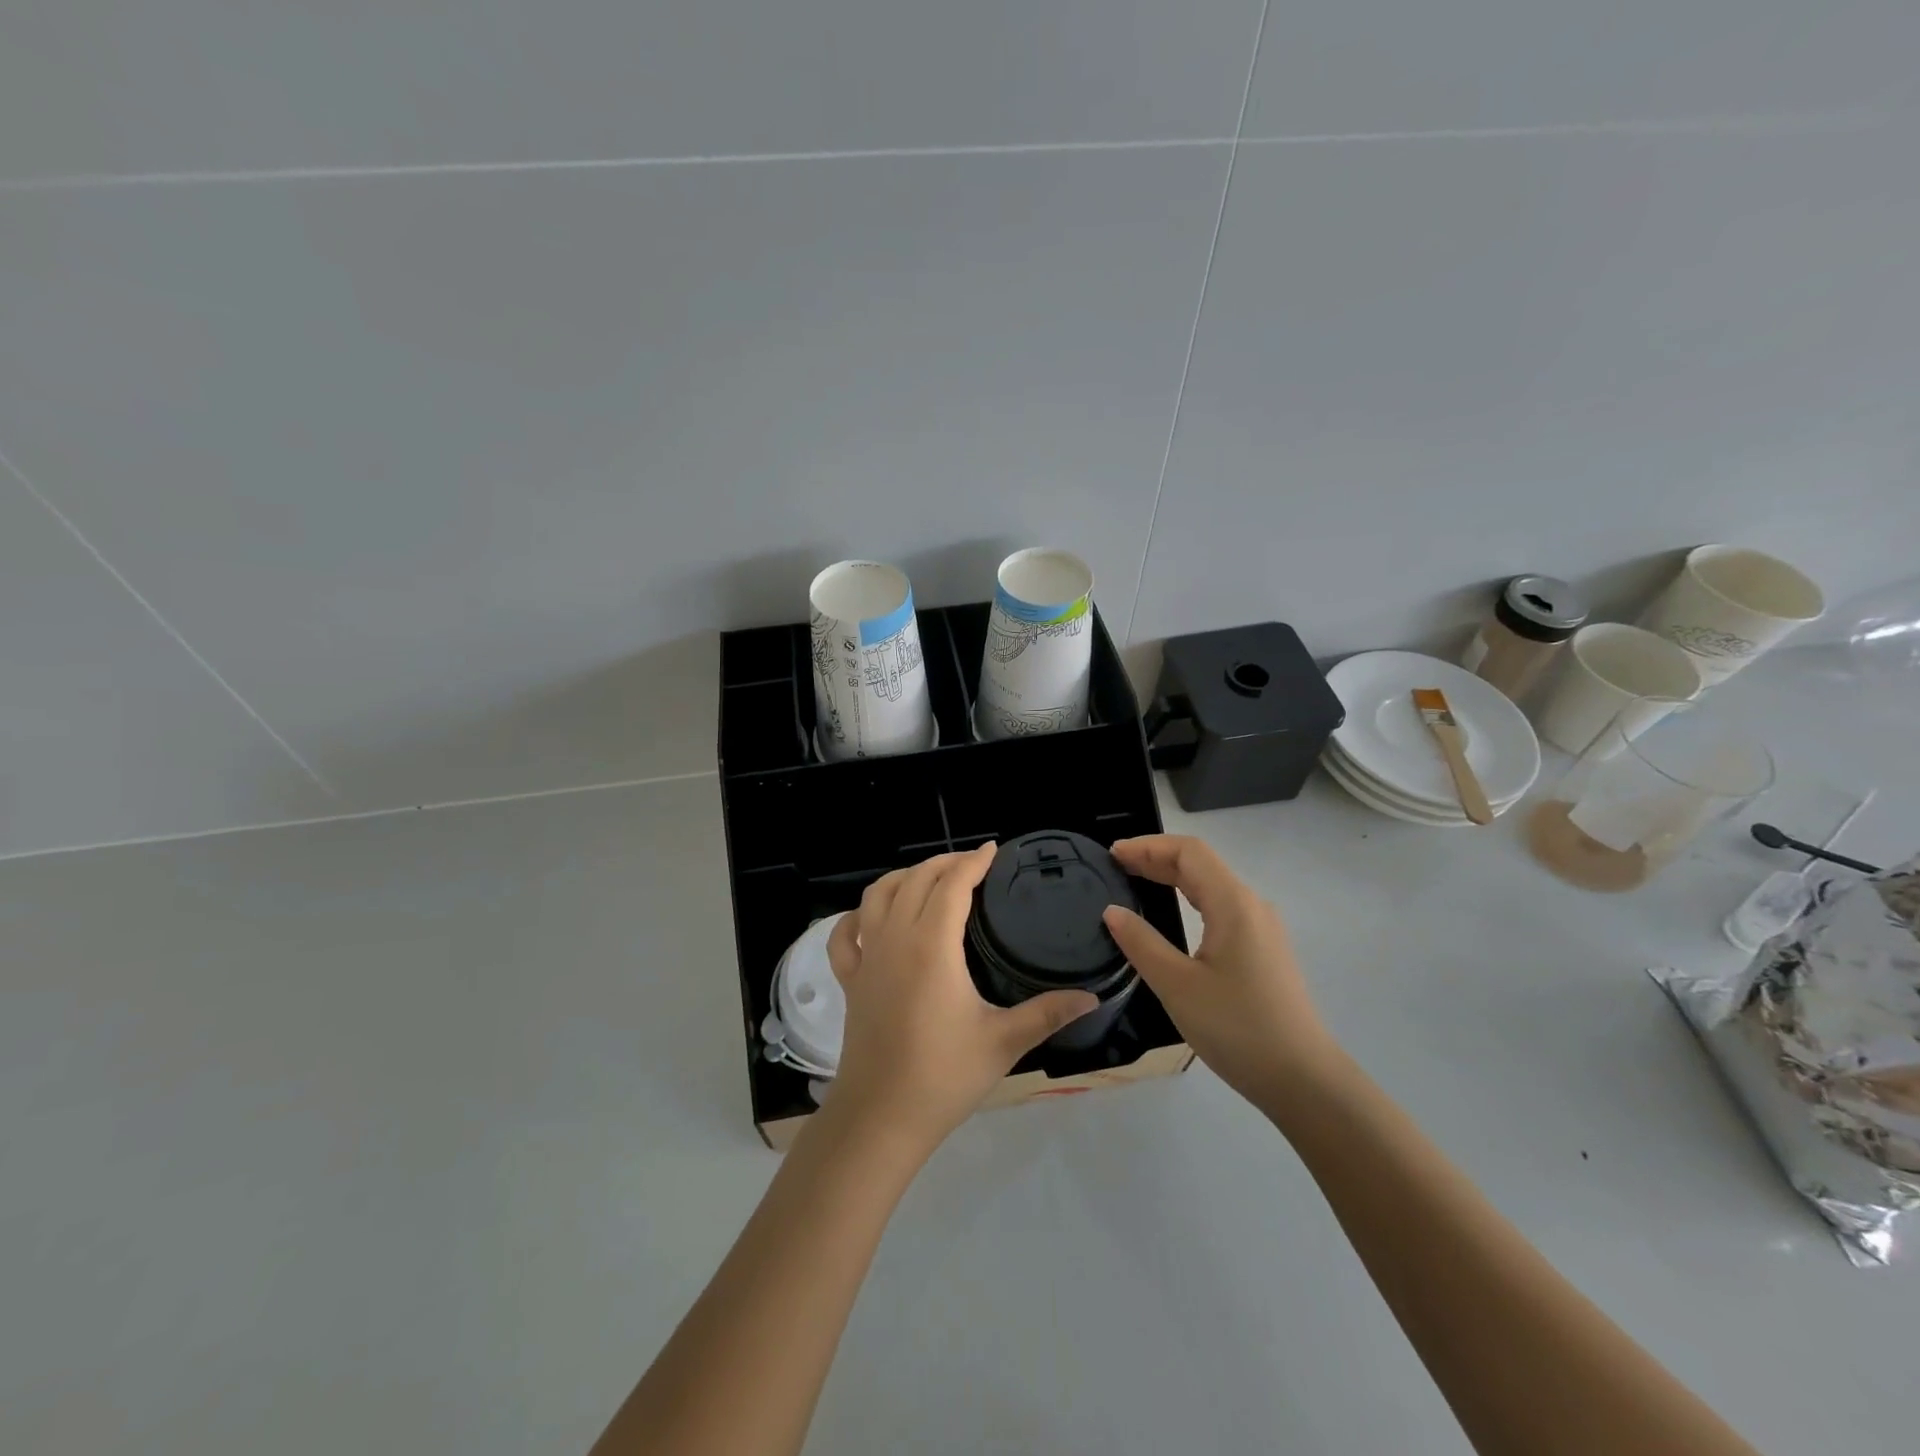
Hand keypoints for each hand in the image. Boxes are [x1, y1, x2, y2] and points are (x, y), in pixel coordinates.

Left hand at [825, 844, 1099, 1151]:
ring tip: (929, 878)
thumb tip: (1091, 997)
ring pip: (877, 895)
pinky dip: (857, 915)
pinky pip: (845, 934)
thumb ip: (1047, 1013)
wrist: (880, 1117)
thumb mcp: (1003, 1042)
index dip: (973, 862)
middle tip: (972, 863)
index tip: (993, 849)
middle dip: (944, 863)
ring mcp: (867, 957)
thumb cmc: (943, 1076)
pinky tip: (870, 917)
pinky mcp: (850, 979)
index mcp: (931, 945)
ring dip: (904, 877)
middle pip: (916, 880)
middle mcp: (895, 938)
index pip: (952, 884)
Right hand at [1101, 835, 1338, 1109]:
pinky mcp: (1263, 950)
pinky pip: (1221, 908)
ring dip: (1172, 878)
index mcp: (1233, 904)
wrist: (1303, 1081)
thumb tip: (1112, 911)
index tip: (1112, 854)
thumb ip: (1141, 943)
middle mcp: (1251, 906)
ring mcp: (1262, 929)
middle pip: (1200, 864)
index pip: (1189, 852)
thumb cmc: (1238, 1028)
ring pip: (1211, 886)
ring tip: (1135, 884)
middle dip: (1156, 859)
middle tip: (1115, 868)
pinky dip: (1189, 899)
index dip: (1148, 846)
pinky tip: (1170, 916)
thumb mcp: (1177, 986)